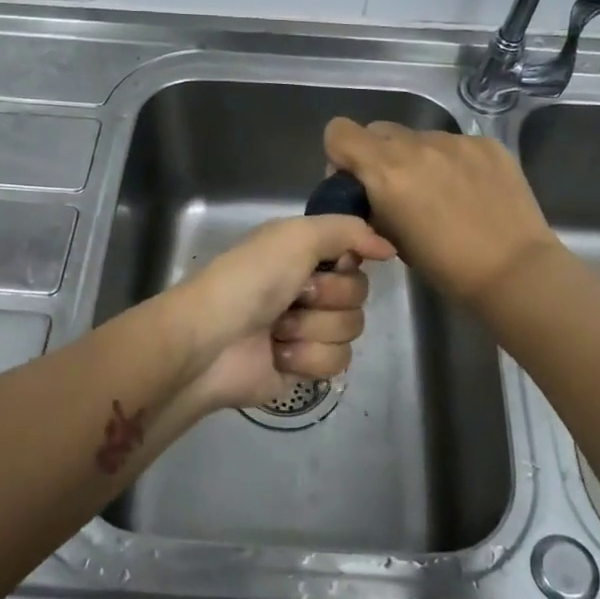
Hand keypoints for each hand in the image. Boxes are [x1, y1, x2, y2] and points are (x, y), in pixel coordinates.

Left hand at [170, 214, 394, 412]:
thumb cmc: (249, 280)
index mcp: (303, 254)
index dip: (346, 264)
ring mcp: (307, 330)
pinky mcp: (305, 367)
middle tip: (295, 297)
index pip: (355, 257)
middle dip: (328, 298)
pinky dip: (307, 357)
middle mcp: (307, 289)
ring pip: (351, 330)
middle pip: (359, 295)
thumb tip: (389, 248)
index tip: (331, 264)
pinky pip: (337, 362)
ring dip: (313, 329)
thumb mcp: (296, 236)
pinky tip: (278, 354)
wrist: (211, 342)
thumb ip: (348, 230)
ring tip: (278, 330)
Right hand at [324, 117, 560, 310]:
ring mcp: (456, 141)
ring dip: (418, 159)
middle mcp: (418, 145)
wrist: (514, 270)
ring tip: (442, 195)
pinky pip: (455, 144)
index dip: (341, 154)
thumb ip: (372, 203)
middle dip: (378, 156)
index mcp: (386, 170)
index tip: (356, 181)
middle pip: (378, 130)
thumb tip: (369, 193)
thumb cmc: (446, 267)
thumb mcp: (391, 238)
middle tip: (397, 190)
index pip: (339, 132)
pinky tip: (471, 192)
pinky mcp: (488, 144)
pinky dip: (453, 163)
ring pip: (419, 138)